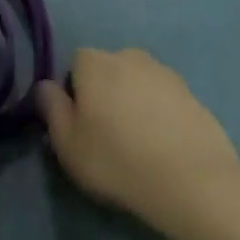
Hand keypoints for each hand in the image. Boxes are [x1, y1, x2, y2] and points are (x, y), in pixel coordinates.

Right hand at [37, 48, 239, 239]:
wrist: (192, 182)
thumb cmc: (117, 160)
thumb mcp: (67, 143)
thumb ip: (51, 108)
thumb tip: (45, 86)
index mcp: (95, 63)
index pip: (75, 64)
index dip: (74, 91)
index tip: (80, 124)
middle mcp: (130, 57)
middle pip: (109, 70)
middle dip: (105, 93)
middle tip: (107, 134)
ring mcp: (167, 75)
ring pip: (139, 83)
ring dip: (135, 102)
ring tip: (138, 143)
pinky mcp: (194, 96)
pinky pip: (166, 100)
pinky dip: (161, 115)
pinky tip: (164, 147)